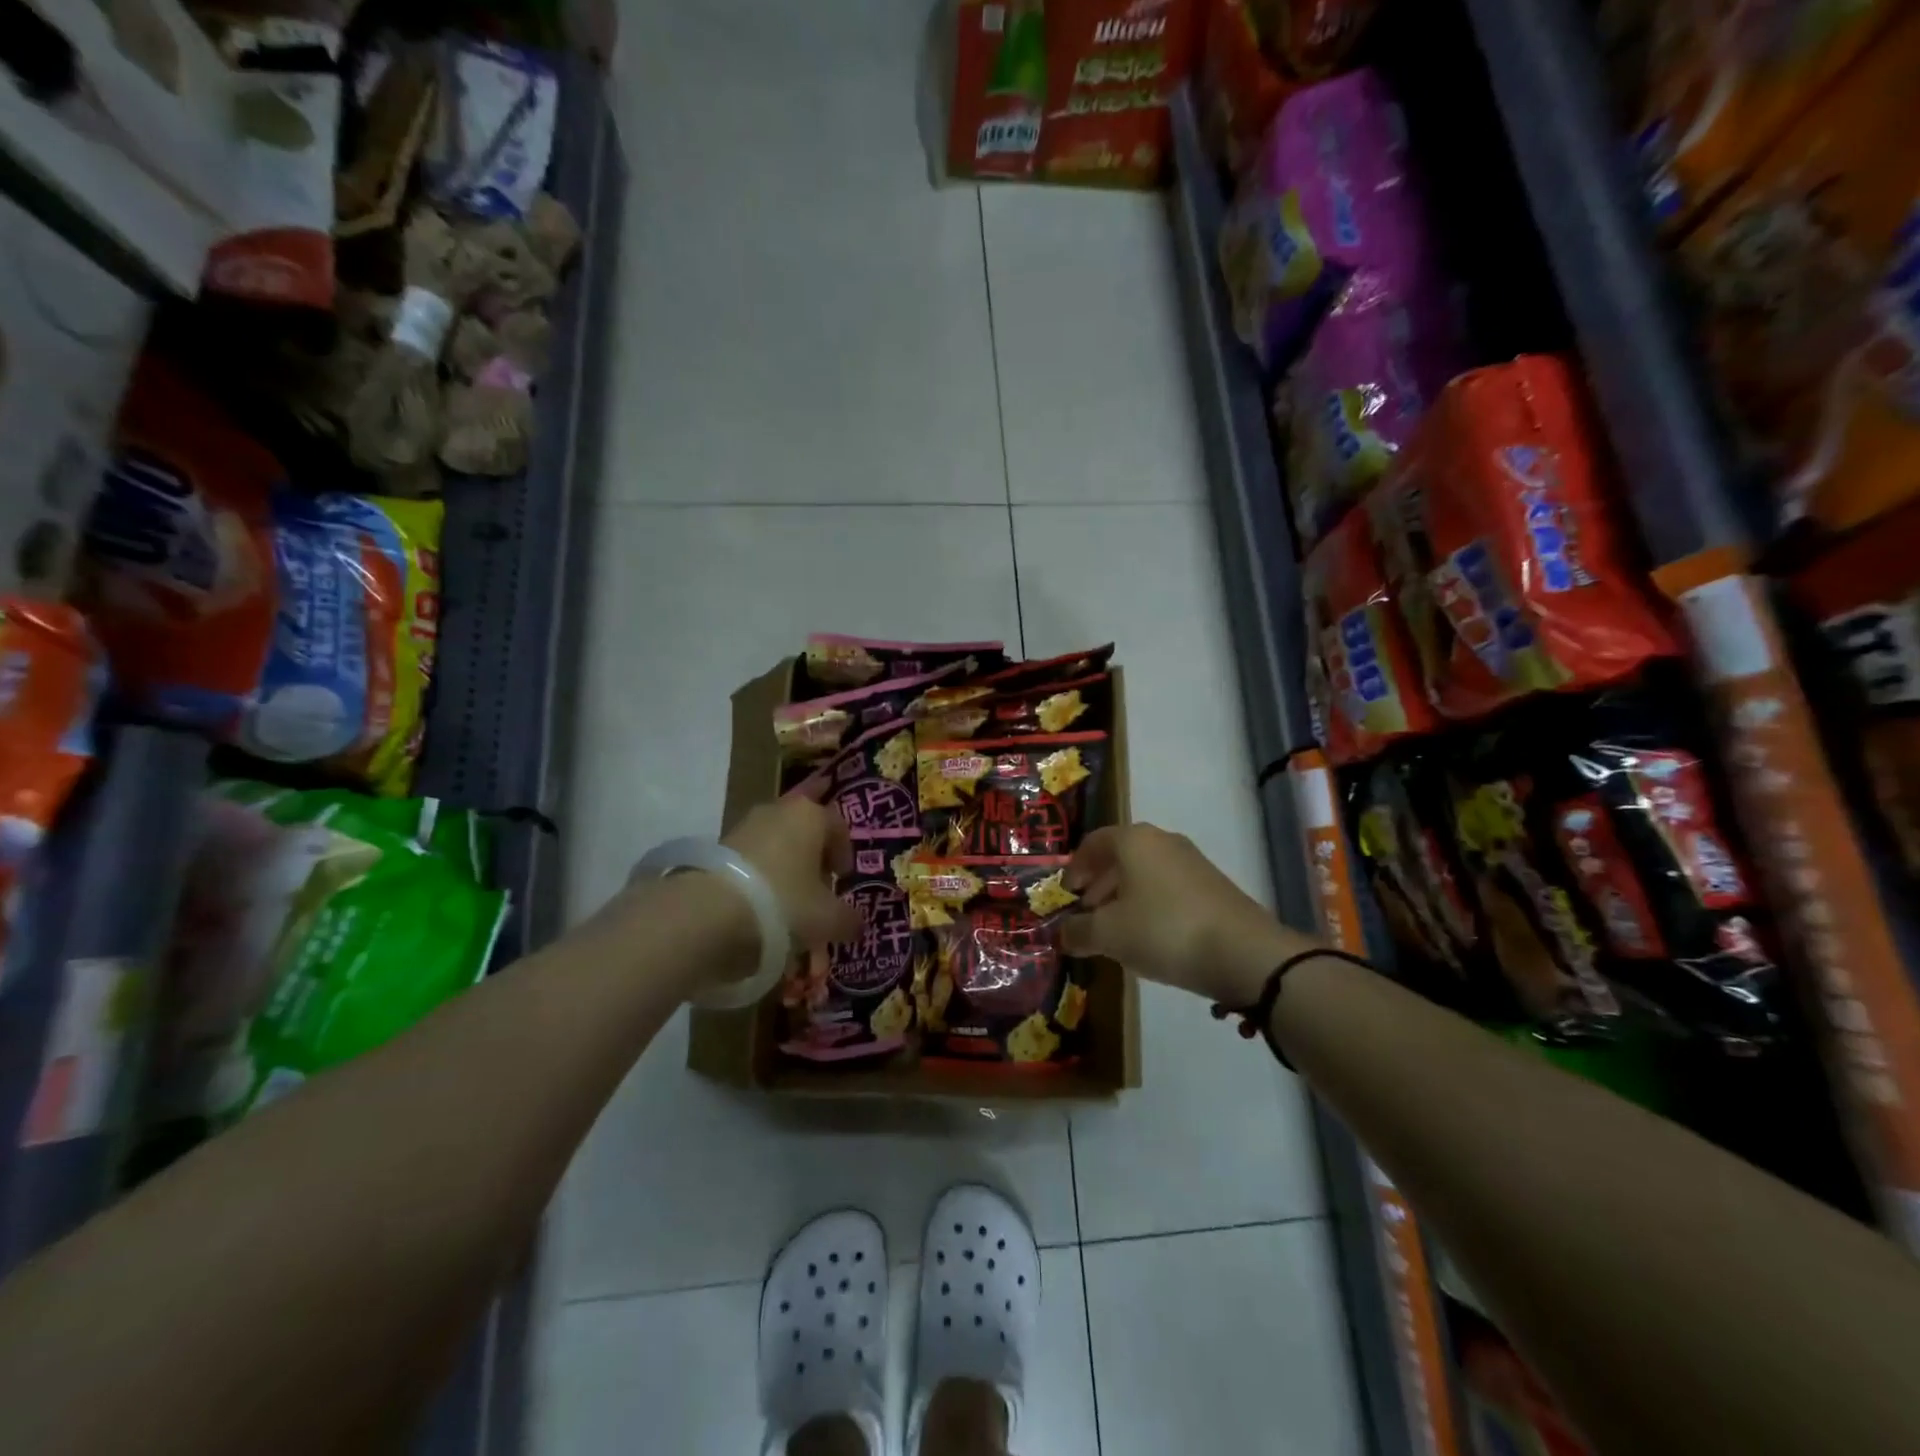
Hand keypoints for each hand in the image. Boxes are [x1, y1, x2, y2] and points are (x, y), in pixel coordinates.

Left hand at [721, 797, 861, 952]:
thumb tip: (857, 925)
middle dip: (812, 860)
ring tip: (786, 907)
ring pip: (775, 847)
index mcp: (810, 815)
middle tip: (816, 893)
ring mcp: (742, 827)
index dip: (844, 854)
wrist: (707, 914)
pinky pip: (748, 862)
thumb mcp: (828, 919)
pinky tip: (757, 910)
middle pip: (804, 832)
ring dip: (784, 871)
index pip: (838, 826)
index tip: (842, 880)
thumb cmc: (783, 903)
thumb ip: (849, 920)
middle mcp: (777, 811)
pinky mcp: (716, 848)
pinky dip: (757, 881)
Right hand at [1061, 824, 1312, 1006]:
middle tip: (1087, 913)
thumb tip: (1062, 934)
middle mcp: (1163, 841)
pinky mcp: (1213, 886)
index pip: (1093, 842)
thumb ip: (1078, 932)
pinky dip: (1151, 905)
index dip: (1074, 867)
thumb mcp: (1109, 935)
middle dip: (1099, 884)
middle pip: (1120, 856)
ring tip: (1115, 930)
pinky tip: (1149, 937)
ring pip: (1146, 873)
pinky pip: (1168, 888)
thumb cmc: (1163, 930)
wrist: (1244, 953)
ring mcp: (1192, 862)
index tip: (1067, 894)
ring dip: (1125, 897)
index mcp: (1133, 840)